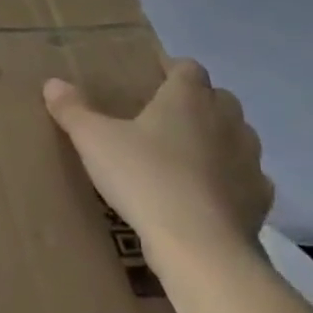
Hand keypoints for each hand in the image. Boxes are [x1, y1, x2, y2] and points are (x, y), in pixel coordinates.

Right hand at [43, 60, 272, 276]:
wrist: (199, 244)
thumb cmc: (144, 177)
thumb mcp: (93, 140)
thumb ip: (73, 110)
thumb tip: (53, 83)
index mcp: (187, 99)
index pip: (188, 68)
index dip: (171, 70)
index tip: (152, 79)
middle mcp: (226, 120)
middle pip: (219, 98)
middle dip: (197, 102)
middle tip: (164, 118)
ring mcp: (249, 159)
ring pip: (238, 136)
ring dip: (218, 139)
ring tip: (186, 155)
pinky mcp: (260, 197)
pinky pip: (247, 177)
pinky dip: (230, 179)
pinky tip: (208, 194)